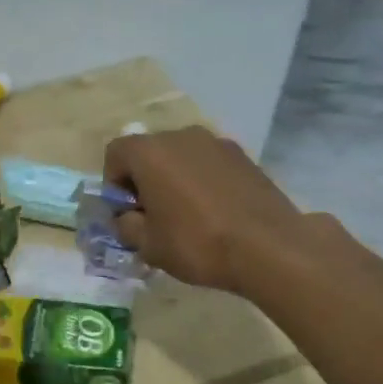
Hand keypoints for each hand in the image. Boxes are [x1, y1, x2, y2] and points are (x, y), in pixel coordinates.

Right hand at [102, 126, 308, 294]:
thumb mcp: (148, 245)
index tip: (125, 213)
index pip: (116, 154)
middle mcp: (181, 136)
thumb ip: (127, 226)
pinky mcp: (243, 156)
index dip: (113, 184)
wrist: (269, 247)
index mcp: (150, 152)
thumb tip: (127, 217)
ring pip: (181, 156)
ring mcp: (216, 142)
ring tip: (185, 216)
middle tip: (152, 216)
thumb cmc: (197, 243)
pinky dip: (202, 181)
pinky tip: (214, 213)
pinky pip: (208, 164)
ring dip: (174, 179)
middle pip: (150, 152)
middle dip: (144, 180)